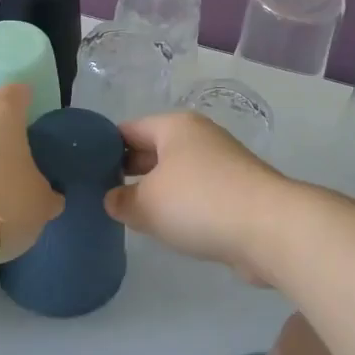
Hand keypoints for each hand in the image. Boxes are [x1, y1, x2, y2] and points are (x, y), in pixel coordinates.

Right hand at [104, 112, 288, 282]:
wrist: (269, 227)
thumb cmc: (199, 202)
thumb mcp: (147, 203)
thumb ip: (121, 201)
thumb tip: (113, 199)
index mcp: (175, 126)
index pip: (129, 129)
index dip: (104, 147)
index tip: (84, 171)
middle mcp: (199, 137)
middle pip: (153, 149)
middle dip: (128, 170)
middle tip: (101, 194)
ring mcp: (222, 163)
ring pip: (176, 173)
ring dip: (155, 191)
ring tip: (129, 213)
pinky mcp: (237, 192)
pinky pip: (197, 194)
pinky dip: (180, 206)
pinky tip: (167, 227)